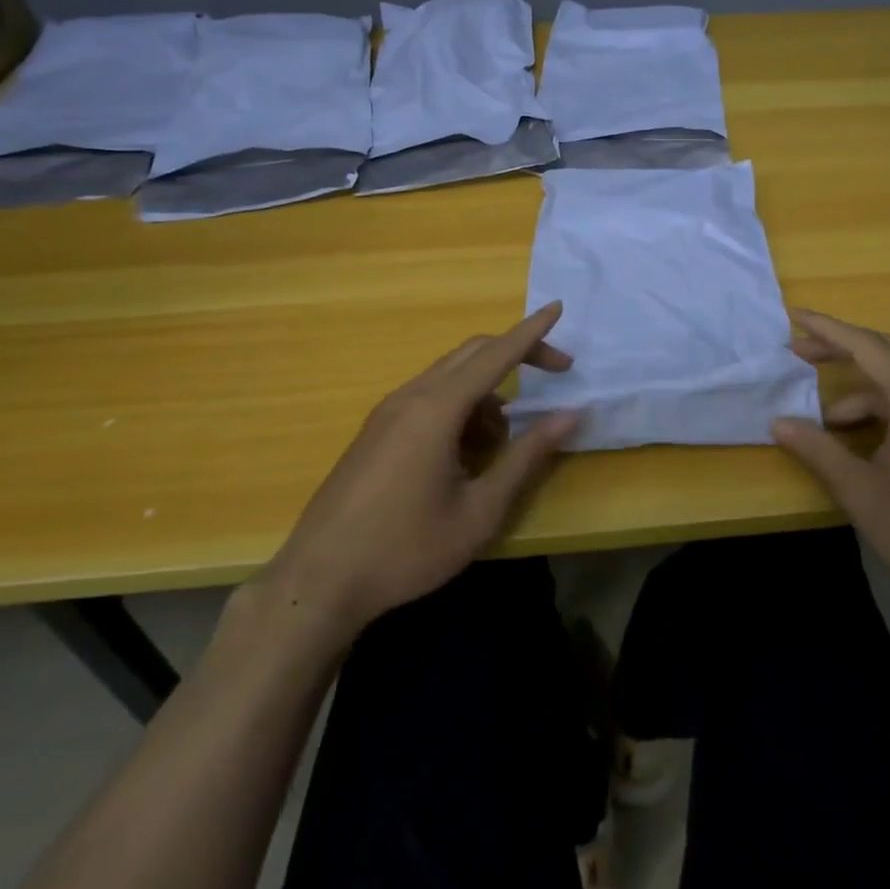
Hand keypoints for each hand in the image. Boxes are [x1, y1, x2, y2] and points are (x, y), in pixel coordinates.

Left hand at [261, 303, 579, 635]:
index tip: (558, 308)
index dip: (531, 332)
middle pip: (473, 353)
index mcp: (437, 409)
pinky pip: (429, 398)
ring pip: (450, 377)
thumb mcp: (480, 510)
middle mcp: (411, 396)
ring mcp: (388, 412)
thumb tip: (570, 414)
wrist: (319, 580)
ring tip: (502, 443)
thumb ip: (527, 457)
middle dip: (517, 355)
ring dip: (488, 392)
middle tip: (557, 374)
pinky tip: (465, 453)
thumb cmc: (407, 549)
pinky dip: (460, 407)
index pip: (496, 354)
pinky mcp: (376, 430)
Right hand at [770, 311, 889, 619]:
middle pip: (886, 352)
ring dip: (863, 388)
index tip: (793, 317)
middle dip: (841, 349)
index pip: (865, 345)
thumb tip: (778, 423)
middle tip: (799, 355)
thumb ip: (817, 450)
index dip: (826, 329)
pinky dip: (886, 405)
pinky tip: (867, 436)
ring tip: (829, 422)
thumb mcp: (861, 492)